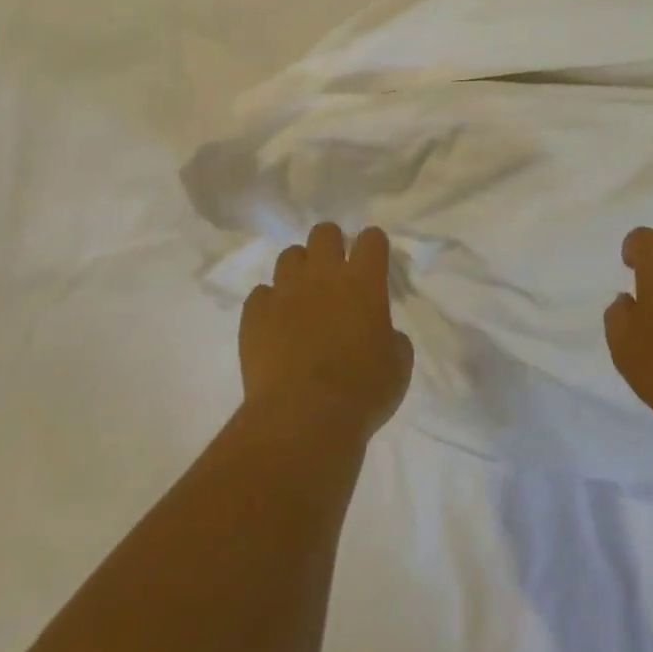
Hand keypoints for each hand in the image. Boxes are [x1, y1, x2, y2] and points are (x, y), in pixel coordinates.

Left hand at [240, 223, 413, 441]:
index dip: (373, 246)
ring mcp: (284, 291)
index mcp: (363, 281)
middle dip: (332, 245)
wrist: (303, 419)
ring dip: (299, 270)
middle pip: (324, 232)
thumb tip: (381, 333)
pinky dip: (270, 303)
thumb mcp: (398, 365)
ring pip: (289, 255)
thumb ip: (392, 337)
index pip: (371, 239)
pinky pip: (261, 293)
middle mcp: (323, 275)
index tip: (373, 260)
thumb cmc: (362, 392)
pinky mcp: (254, 313)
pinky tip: (276, 325)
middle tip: (336, 272)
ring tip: (303, 296)